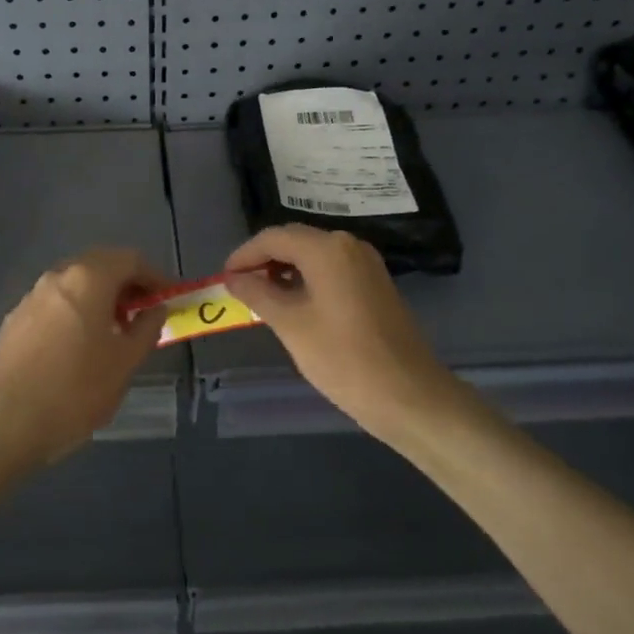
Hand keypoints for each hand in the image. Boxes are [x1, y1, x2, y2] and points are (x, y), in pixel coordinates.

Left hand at [0, 248, 168, 470]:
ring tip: (113, 331)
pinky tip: (79, 345)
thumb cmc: (75, 390)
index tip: (167, 298)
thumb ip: (146, 329)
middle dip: (125, 283)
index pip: (130, 259)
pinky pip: (54, 304)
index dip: (154, 276)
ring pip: (74, 284)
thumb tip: (155, 310)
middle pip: (99, 265)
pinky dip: (75, 312)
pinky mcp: (14, 320)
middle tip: (143, 312)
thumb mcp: (125, 363)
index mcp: (88, 279)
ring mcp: (31, 297)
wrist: (6, 423)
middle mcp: (57, 277)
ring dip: (99, 297)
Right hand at [224, 226, 462, 443]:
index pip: (273, 238)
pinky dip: (306, 279)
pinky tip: (292, 304)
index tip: (224, 278)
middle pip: (295, 241)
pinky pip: (331, 270)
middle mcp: (349, 246)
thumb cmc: (343, 359)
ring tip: (260, 297)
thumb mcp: (291, 325)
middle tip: (238, 286)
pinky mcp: (375, 284)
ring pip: (313, 255)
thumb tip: (234, 278)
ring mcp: (366, 264)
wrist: (409, 396)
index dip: (244, 255)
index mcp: (327, 249)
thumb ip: (258, 294)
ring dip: (284, 269)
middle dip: (263, 260)